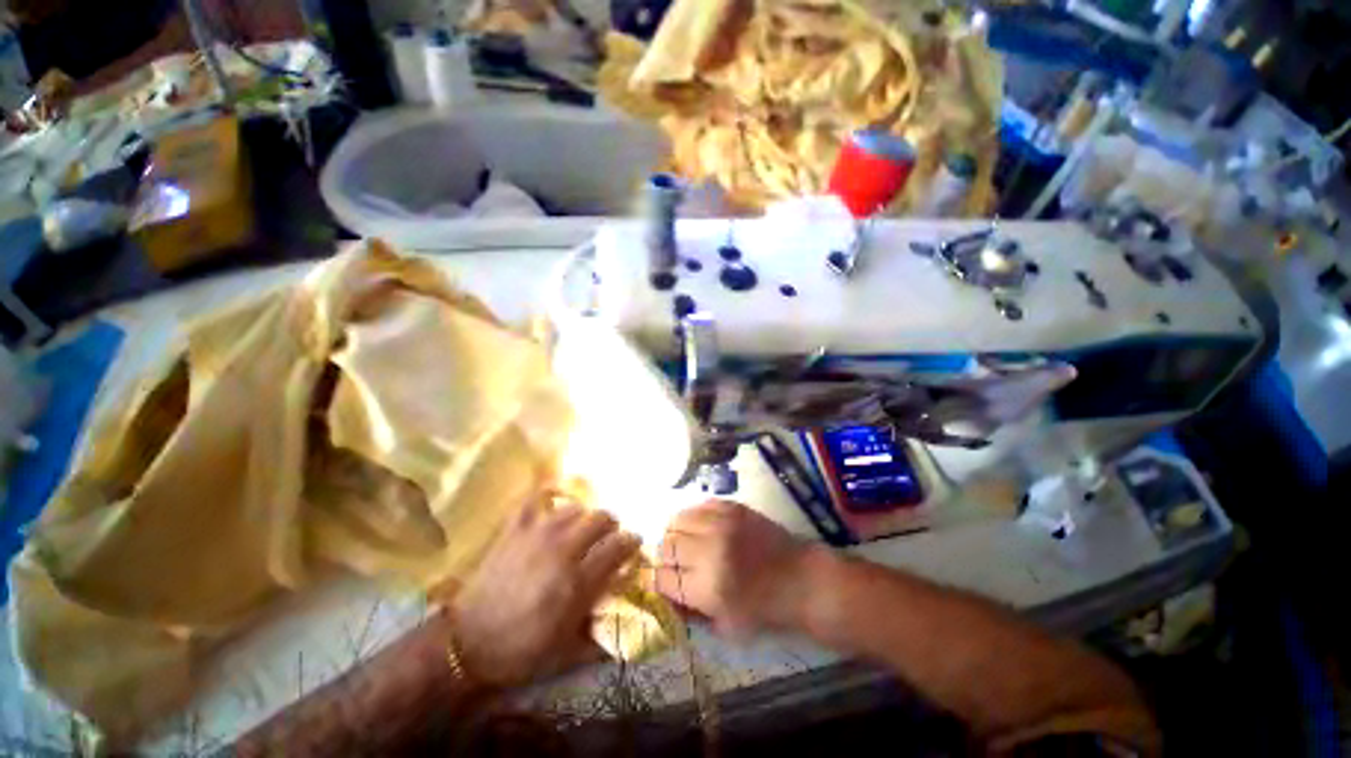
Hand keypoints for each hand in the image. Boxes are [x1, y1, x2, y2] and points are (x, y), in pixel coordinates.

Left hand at [452, 495, 639, 687]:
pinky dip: (545, 498)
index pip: (618, 547)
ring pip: (574, 508)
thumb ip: (600, 635)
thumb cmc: (520, 651)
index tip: (634, 544)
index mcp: (578, 581)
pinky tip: (550, 506)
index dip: (631, 542)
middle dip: (611, 525)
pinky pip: (534, 500)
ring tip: (579, 529)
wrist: (465, 644)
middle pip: (600, 518)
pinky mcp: (514, 530)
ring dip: (583, 517)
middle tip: (607, 537)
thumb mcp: (567, 653)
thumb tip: (625, 623)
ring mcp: (537, 535)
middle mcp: (563, 550)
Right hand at [655, 500, 815, 640]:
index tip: (662, 580)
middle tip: (674, 561)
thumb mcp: (726, 627)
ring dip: (676, 532)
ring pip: (678, 519)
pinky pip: (700, 505)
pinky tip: (701, 526)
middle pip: (667, 544)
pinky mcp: (733, 507)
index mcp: (706, 587)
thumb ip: (690, 611)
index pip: (662, 577)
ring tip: (685, 540)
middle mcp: (709, 550)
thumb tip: (665, 593)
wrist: (802, 579)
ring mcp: (721, 524)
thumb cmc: (766, 611)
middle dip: (665, 555)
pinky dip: (694, 516)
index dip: (658, 580)